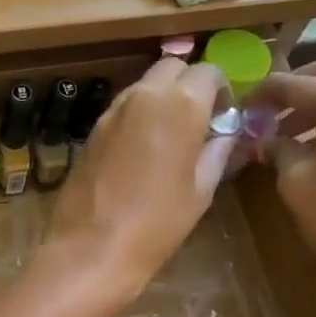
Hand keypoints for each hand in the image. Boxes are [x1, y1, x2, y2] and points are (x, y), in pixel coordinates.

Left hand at [44, 57, 234, 300]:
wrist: (91, 249)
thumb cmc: (156, 224)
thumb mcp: (200, 191)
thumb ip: (216, 152)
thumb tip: (224, 135)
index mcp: (180, 104)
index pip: (209, 71)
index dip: (221, 90)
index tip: (224, 116)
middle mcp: (143, 96)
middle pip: (172, 67)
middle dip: (189, 84)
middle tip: (198, 120)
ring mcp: (111, 112)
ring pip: (143, 85)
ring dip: (161, 99)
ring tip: (170, 137)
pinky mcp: (91, 131)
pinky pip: (122, 109)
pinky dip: (137, 116)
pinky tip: (141, 151)